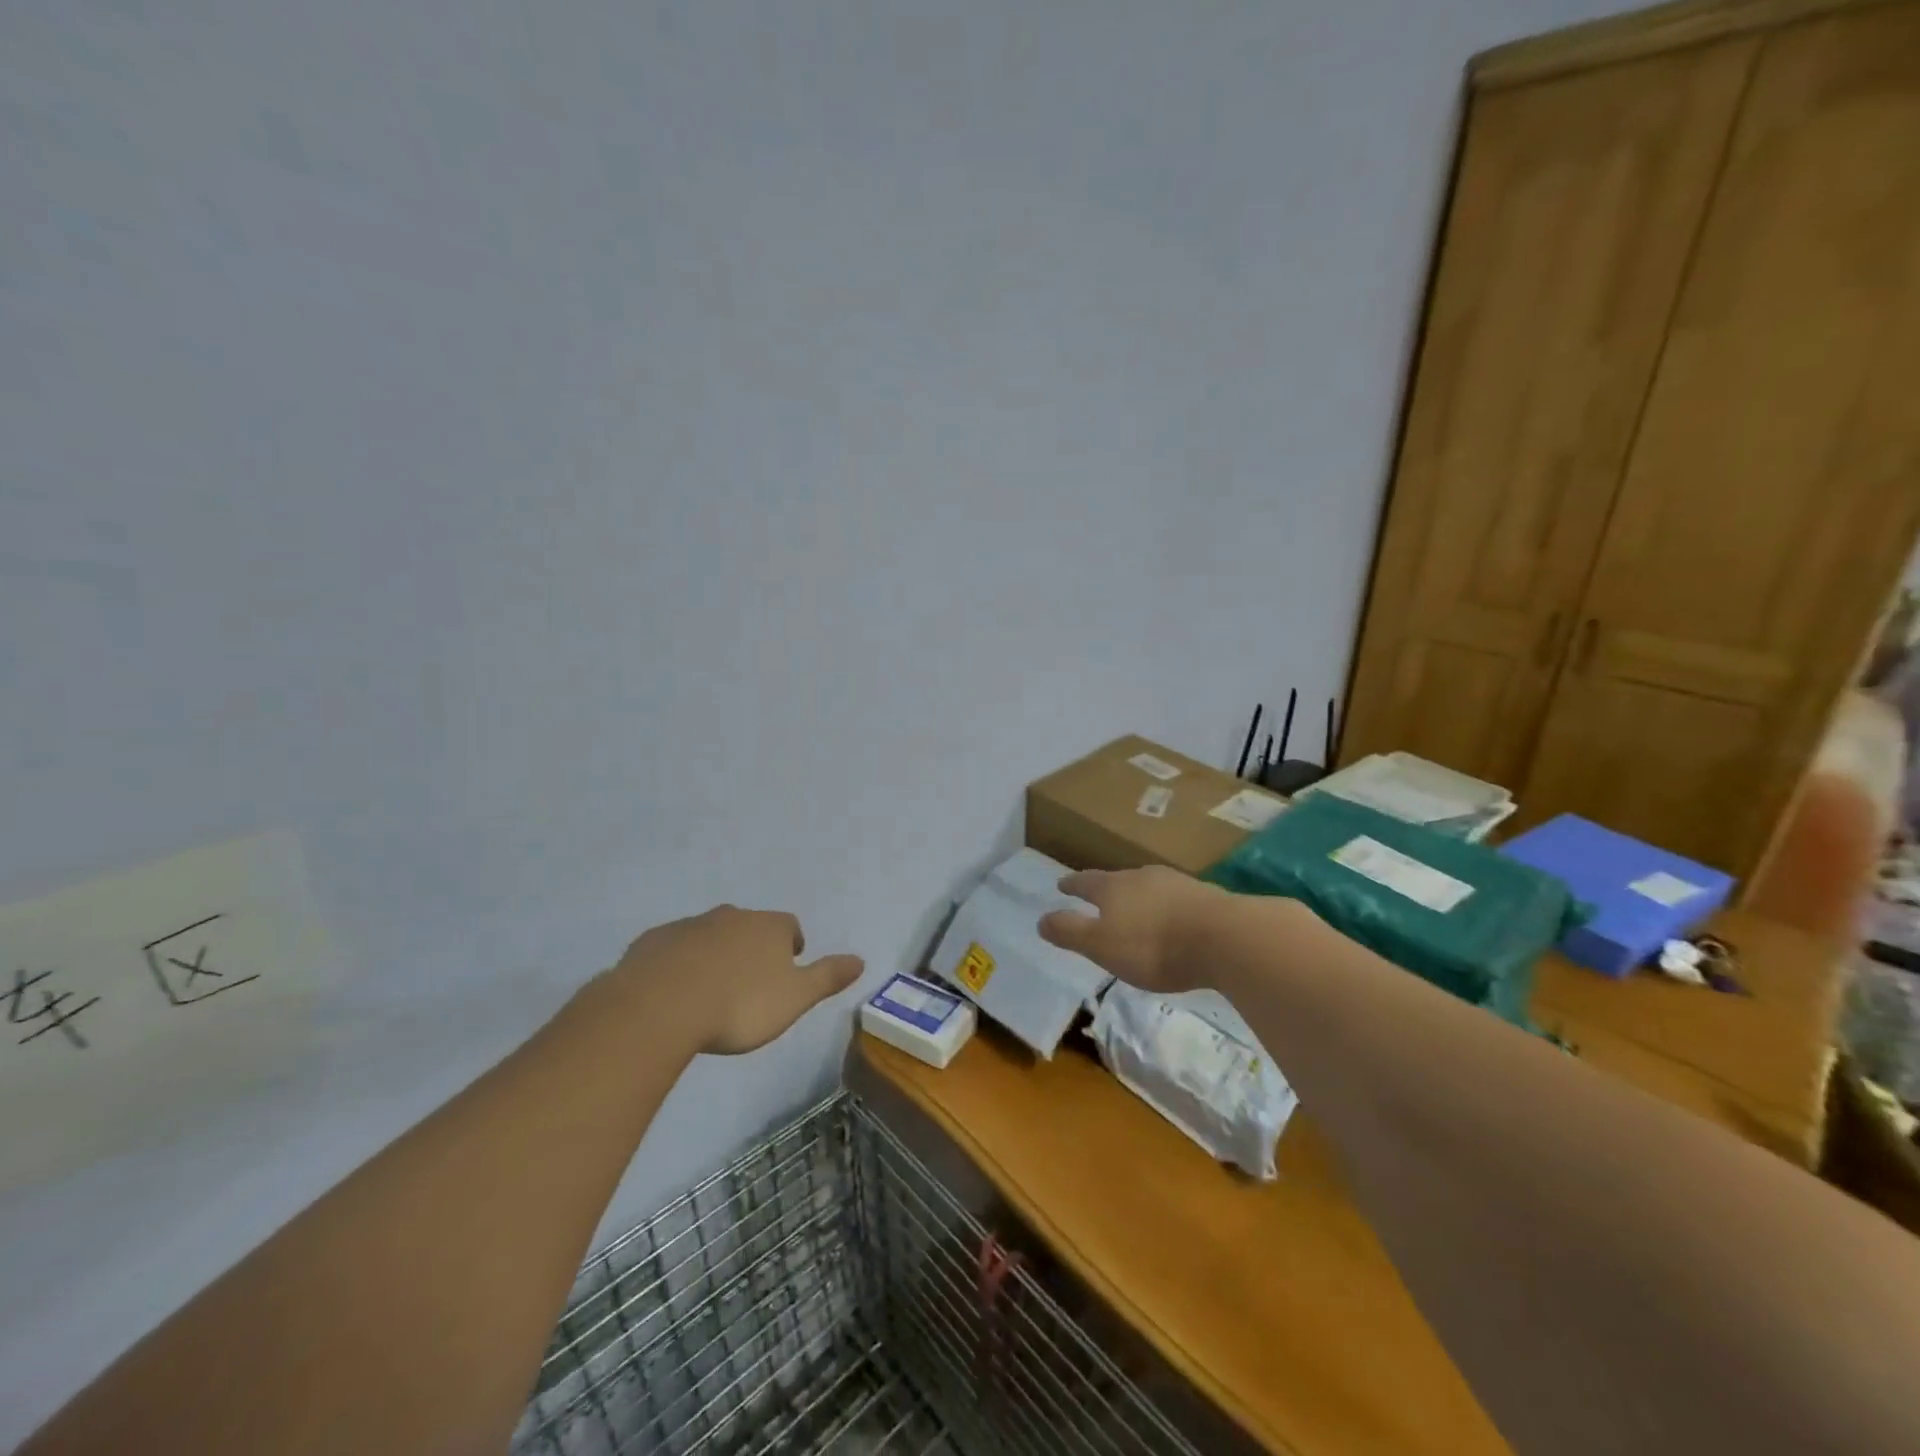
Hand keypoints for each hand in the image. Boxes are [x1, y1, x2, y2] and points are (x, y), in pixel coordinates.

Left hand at [608, 906, 863, 1055]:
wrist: (660, 1006)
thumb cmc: (739, 1005)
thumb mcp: (795, 998)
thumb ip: (827, 977)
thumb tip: (861, 960)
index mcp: (768, 927)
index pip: (789, 926)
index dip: (792, 944)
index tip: (789, 965)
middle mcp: (731, 916)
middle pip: (749, 926)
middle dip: (752, 947)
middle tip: (750, 981)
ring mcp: (689, 926)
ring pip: (710, 935)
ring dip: (715, 954)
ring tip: (712, 989)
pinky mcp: (653, 942)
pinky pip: (673, 948)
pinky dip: (679, 963)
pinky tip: (674, 991)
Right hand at [1037, 866, 1229, 994]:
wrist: (1224, 938)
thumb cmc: (1153, 945)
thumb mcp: (1101, 945)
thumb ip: (1070, 931)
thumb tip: (1040, 919)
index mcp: (1113, 887)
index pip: (1086, 882)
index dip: (1072, 885)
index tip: (1061, 885)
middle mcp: (1143, 877)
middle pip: (1118, 880)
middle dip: (1106, 889)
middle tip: (1097, 896)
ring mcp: (1177, 884)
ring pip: (1149, 887)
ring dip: (1139, 897)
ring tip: (1135, 908)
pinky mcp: (1206, 898)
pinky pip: (1176, 900)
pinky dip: (1167, 908)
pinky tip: (1173, 920)